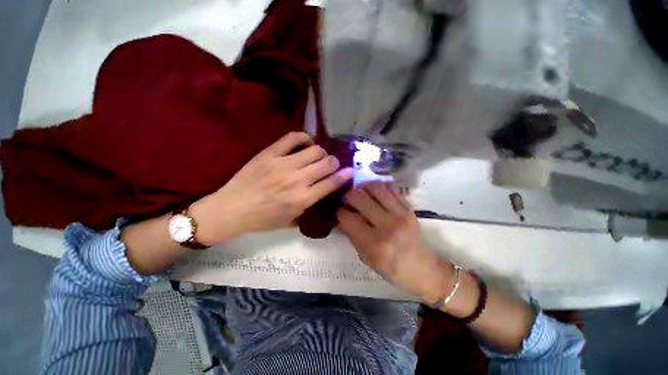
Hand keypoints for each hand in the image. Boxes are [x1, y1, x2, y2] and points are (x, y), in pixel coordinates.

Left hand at [191, 132, 352, 244]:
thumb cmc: (263, 219)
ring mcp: (282, 164)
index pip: (332, 182)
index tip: (350, 171)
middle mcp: (297, 180)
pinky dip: (304, 138)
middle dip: (334, 163)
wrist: (231, 209)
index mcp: (303, 199)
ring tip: (317, 156)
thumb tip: (327, 194)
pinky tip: (305, 144)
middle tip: (330, 165)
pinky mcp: (269, 153)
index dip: (345, 175)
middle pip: (327, 163)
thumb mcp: (291, 222)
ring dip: (321, 153)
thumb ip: (311, 208)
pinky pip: (293, 137)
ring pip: (315, 150)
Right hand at [337, 182, 454, 303]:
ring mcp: (400, 214)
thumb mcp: (367, 259)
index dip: (339, 211)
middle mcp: (387, 225)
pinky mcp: (409, 208)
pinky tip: (374, 192)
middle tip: (346, 199)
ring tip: (360, 192)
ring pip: (374, 187)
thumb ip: (352, 236)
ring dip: (363, 187)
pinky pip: (390, 187)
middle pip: (358, 197)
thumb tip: (340, 217)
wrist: (425, 269)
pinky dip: (378, 186)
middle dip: (347, 195)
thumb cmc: (393, 270)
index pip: (347, 217)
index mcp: (374, 244)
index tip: (339, 211)